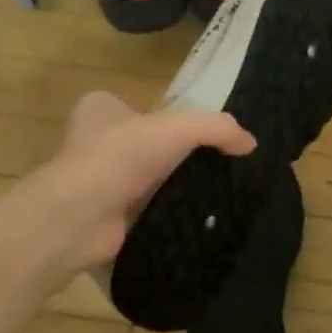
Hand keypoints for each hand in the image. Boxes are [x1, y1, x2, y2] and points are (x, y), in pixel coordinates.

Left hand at [30, 91, 254, 275]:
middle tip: (213, 171)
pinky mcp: (103, 217)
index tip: (201, 140)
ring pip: (143, 182)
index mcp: (99, 109)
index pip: (140, 109)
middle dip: (172, 159)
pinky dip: (161, 217)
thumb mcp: (177, 127)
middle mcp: (91, 142)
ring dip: (168, 191)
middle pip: (145, 147)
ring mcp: (95, 182)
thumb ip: (217, 128)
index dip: (169, 121)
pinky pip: (140, 213)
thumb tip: (251, 144)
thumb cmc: (120, 156)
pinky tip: (188, 223)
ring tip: (208, 198)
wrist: (81, 215)